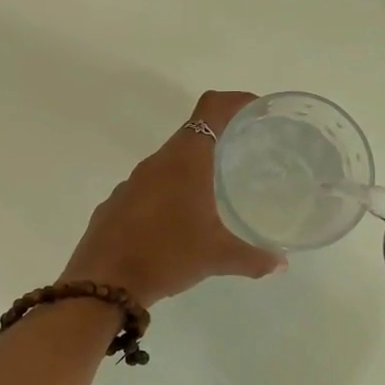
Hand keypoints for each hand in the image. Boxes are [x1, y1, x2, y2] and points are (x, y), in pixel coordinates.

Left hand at [59, 91, 284, 306]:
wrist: (104, 284)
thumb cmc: (166, 256)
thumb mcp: (216, 258)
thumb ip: (253, 258)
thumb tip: (280, 263)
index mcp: (184, 161)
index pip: (211, 108)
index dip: (235, 101)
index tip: (256, 111)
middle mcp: (156, 163)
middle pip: (191, 135)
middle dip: (219, 141)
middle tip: (245, 158)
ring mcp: (131, 183)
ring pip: (168, 165)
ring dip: (192, 171)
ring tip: (214, 193)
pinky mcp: (116, 204)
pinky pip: (149, 189)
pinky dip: (168, 195)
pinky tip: (178, 222)